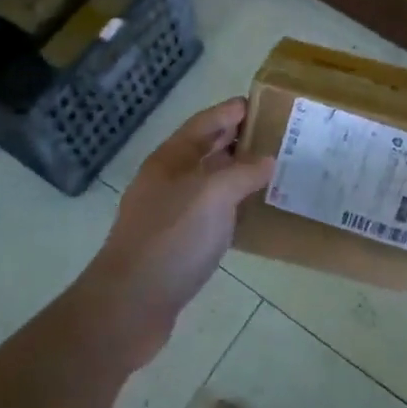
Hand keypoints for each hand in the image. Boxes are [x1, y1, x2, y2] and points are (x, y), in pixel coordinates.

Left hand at [74, 98, 272, 366]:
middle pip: (204, 150)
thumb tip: (267, 160)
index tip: (261, 103)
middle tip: (275, 134)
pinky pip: (210, 213)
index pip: (203, 123)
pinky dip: (232, 206)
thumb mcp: (213, 194)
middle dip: (236, 139)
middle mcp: (167, 181)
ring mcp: (169, 214)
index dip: (230, 111)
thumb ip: (243, 172)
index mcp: (170, 160)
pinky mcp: (176, 245)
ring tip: (272, 170)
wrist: (130, 305)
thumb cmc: (172, 238)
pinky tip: (253, 213)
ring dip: (236, 173)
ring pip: (208, 183)